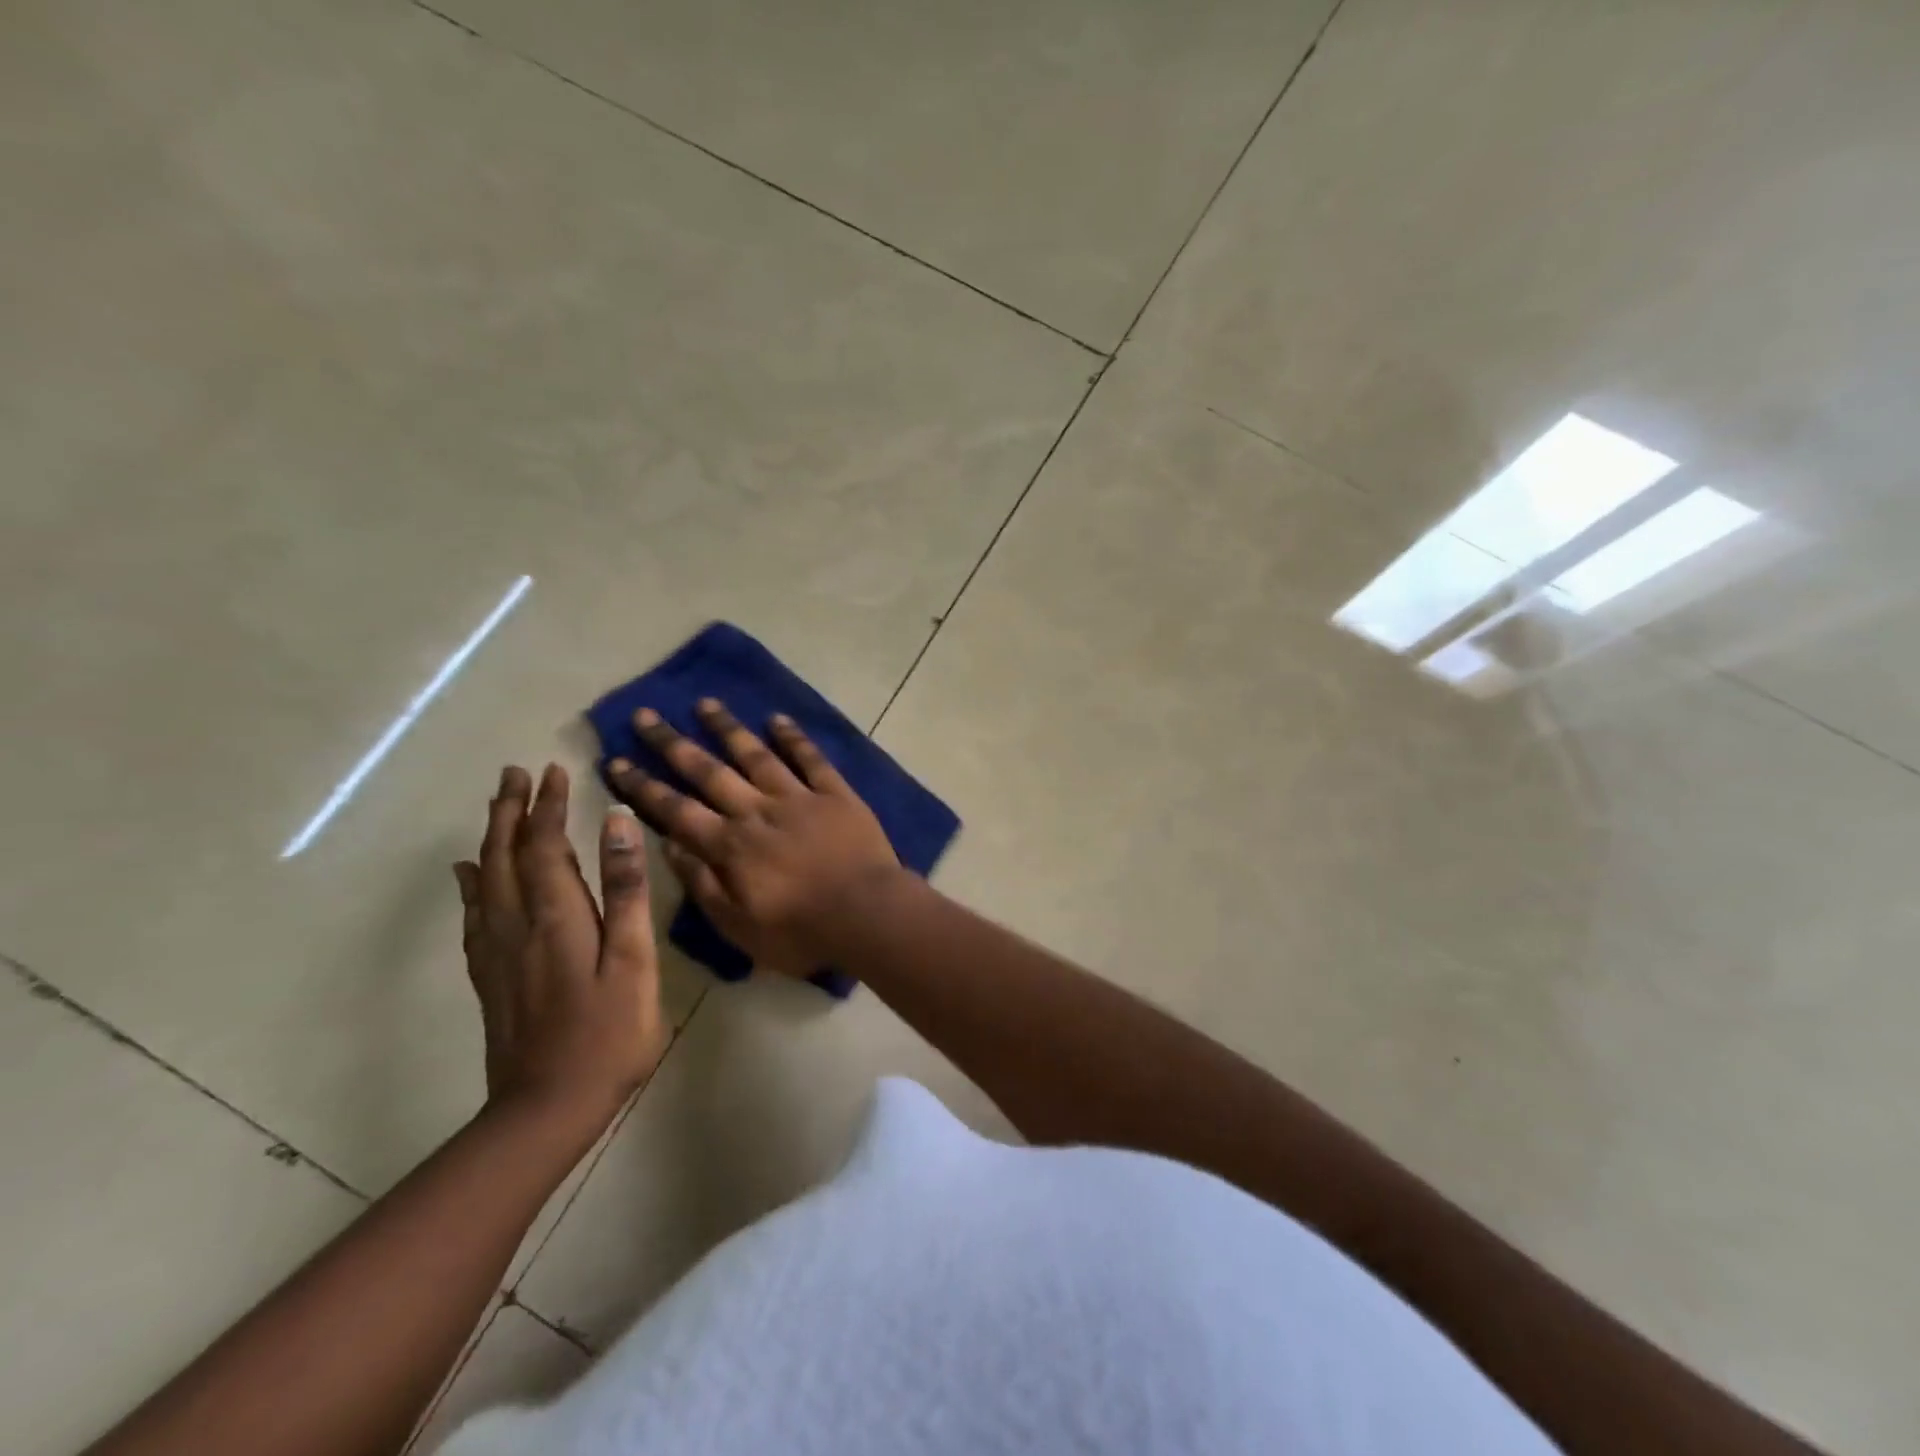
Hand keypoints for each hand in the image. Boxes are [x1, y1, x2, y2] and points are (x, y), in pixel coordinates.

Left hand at [454, 764, 666, 1127]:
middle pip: (505, 856)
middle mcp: (518, 925)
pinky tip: (468, 874)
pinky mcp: (490, 977)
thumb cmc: (609, 1034)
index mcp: (558, 917)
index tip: (554, 770)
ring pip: (485, 881)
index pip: (545, 845)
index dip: (548, 806)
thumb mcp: (633, 960)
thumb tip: (617, 823)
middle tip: (514, 774)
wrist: (547, 1108)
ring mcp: (498, 953)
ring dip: (490, 837)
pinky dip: (471, 885)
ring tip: (495, 807)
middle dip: (510, 811)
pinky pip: (474, 916)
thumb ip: (626, 890)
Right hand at [606, 699, 902, 974]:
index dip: (643, 786)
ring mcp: (798, 797)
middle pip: (708, 772)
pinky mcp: (835, 794)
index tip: (616, 760)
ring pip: (756, 754)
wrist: (867, 914)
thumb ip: (702, 884)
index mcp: (730, 845)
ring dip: (728, 728)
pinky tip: (776, 718)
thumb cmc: (801, 931)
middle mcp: (757, 811)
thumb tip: (668, 846)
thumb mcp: (738, 925)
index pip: (675, 810)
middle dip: (672, 743)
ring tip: (705, 703)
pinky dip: (793, 737)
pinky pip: (811, 759)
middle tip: (645, 715)